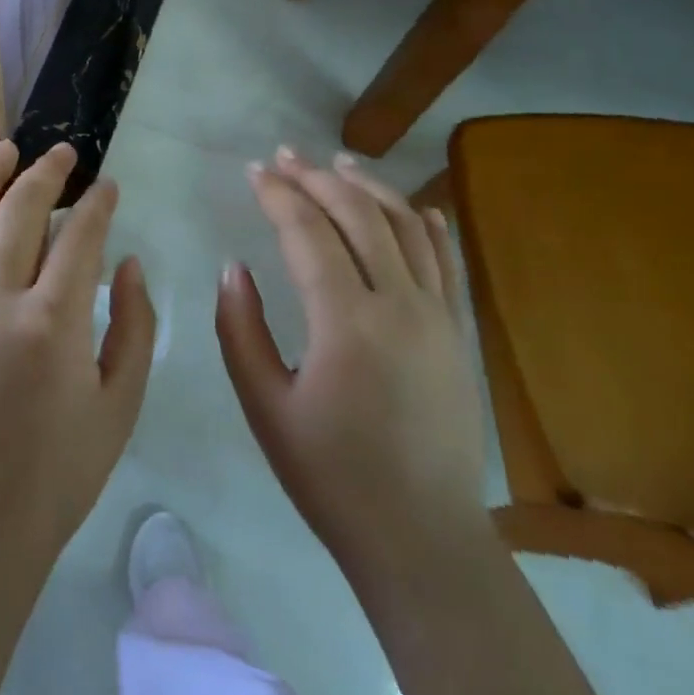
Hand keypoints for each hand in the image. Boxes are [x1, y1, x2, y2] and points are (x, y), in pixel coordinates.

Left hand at [0, 140, 155, 579]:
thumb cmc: (59, 473)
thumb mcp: (121, 404)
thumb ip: (134, 325)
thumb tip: (130, 262)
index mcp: (53, 322)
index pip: (80, 236)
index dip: (98, 203)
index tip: (108, 186)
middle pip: (18, 211)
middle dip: (45, 173)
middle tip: (63, 153)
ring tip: (4, 151)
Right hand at [216, 146, 486, 577]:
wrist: (421, 538)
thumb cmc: (332, 477)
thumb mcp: (265, 407)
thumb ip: (241, 330)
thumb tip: (234, 267)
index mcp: (347, 323)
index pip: (308, 233)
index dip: (278, 195)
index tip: (254, 171)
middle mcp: (399, 304)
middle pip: (358, 216)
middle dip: (318, 178)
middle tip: (285, 156)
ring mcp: (438, 316)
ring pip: (406, 227)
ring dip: (370, 187)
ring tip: (339, 163)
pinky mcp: (459, 333)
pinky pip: (447, 263)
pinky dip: (428, 226)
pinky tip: (414, 207)